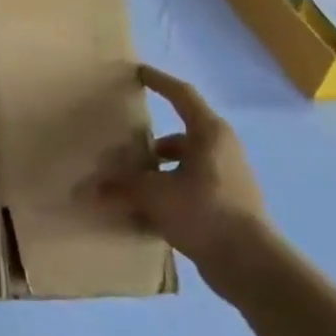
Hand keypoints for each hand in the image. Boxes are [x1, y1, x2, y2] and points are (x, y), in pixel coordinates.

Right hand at [99, 65, 269, 295]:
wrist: (249, 262)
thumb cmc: (204, 211)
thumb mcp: (154, 194)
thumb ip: (119, 187)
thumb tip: (85, 189)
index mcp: (209, 133)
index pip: (182, 95)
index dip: (159, 81)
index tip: (138, 73)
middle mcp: (221, 150)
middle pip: (180, 136)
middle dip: (150, 143)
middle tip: (122, 147)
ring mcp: (226, 179)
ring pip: (182, 166)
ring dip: (156, 173)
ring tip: (128, 186)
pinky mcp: (225, 206)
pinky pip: (188, 191)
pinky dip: (166, 196)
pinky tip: (143, 214)